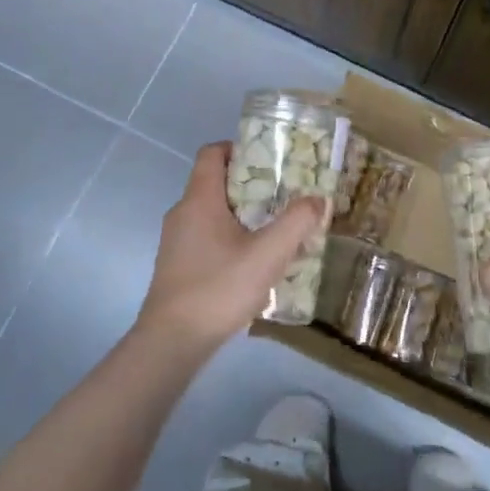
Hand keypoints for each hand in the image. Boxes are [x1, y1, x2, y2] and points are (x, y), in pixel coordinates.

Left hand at [135, 142, 326, 353]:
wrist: (171, 343)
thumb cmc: (218, 288)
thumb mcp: (268, 255)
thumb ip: (296, 223)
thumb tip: (318, 200)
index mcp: (199, 199)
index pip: (212, 153)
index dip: (239, 148)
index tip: (270, 160)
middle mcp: (182, 212)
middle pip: (215, 182)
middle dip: (250, 184)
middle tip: (283, 195)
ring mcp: (176, 241)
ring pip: (212, 212)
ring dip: (242, 215)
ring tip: (274, 229)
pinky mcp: (177, 266)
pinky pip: (206, 237)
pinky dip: (229, 238)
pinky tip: (252, 263)